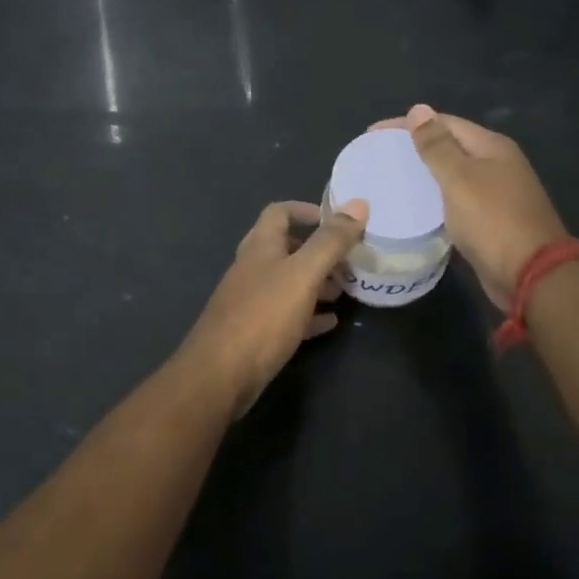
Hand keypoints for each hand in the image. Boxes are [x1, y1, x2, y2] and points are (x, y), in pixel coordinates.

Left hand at [174, 198, 368, 416]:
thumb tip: (358, 203)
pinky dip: (308, 314)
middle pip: (287, 248)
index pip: (280, 212)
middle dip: (319, 252)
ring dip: (316, 283)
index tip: (337, 222)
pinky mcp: (254, 332)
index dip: (307, 210)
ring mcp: (250, 301)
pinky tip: (329, 323)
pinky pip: (286, 315)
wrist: (220, 375)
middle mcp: (252, 268)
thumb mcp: (303, 274)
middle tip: (349, 264)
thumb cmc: (263, 316)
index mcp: (260, 246)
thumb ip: (331, 241)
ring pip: (288, 282)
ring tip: (344, 292)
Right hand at [372, 104, 569, 309]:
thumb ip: (437, 146)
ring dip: (424, 175)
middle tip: (378, 158)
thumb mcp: (459, 179)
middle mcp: (497, 164)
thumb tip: (418, 109)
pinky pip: (456, 199)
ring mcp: (496, 192)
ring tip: (389, 180)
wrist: (531, 275)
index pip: (443, 122)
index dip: (407, 124)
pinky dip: (435, 199)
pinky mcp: (491, 219)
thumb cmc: (492, 220)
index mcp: (491, 147)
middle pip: (449, 146)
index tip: (372, 135)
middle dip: (414, 147)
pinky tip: (414, 208)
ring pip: (452, 175)